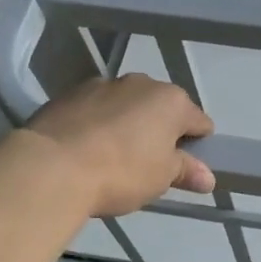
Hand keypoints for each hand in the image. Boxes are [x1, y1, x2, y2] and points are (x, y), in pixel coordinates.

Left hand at [22, 74, 215, 217]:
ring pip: (127, 105)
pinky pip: (96, 109)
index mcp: (171, 101)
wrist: (51, 166)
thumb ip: (186, 172)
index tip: (187, 166)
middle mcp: (141, 83)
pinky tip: (88, 149)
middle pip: (161, 108)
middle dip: (160, 130)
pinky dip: (98, 123)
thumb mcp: (161, 178)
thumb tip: (208, 178)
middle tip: (150, 164)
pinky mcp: (69, 94)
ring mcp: (103, 84)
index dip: (198, 144)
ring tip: (114, 157)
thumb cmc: (121, 171)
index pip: (199, 121)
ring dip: (128, 124)